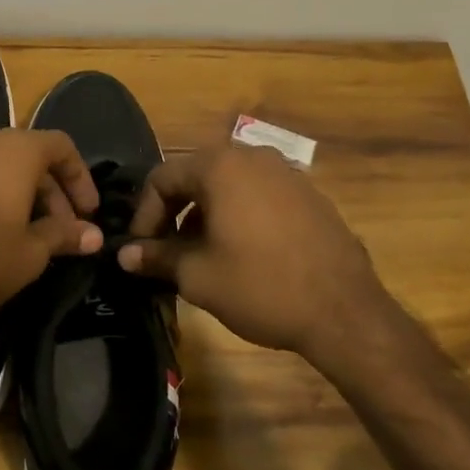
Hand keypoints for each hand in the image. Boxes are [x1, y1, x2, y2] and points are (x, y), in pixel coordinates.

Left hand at [0, 128, 102, 336]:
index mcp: (10, 152)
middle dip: (44, 189)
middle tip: (54, 229)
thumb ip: (63, 235)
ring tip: (7, 229)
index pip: (58, 145)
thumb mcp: (30, 256)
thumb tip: (92, 235)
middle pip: (20, 154)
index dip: (79, 176)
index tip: (85, 212)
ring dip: (2, 190)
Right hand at [117, 144, 391, 357]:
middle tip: (165, 250)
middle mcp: (253, 157)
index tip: (140, 248)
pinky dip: (238, 215)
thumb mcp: (198, 276)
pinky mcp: (310, 194)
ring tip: (201, 254)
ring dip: (205, 214)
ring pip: (229, 185)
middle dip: (174, 212)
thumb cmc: (260, 287)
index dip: (143, 214)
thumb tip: (125, 254)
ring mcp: (287, 173)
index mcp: (221, 166)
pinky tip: (242, 252)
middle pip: (196, 176)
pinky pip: (259, 195)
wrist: (344, 311)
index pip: (162, 178)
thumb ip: (157, 257)